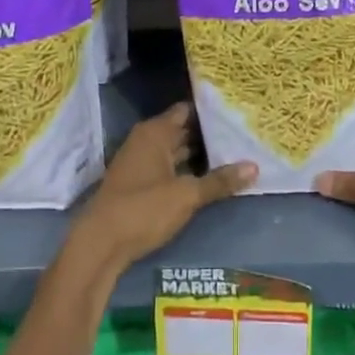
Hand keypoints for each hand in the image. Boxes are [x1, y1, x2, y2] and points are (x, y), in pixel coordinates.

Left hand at [69, 102, 255, 275]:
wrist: (100, 244)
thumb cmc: (143, 208)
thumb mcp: (186, 195)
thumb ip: (219, 181)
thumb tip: (254, 167)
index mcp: (155, 132)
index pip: (187, 110)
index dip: (210, 110)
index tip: (236, 111)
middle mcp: (146, 141)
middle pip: (182, 130)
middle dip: (208, 134)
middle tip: (242, 133)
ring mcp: (141, 163)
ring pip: (176, 151)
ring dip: (199, 155)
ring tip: (233, 153)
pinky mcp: (139, 184)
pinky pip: (169, 168)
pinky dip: (186, 170)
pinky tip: (208, 178)